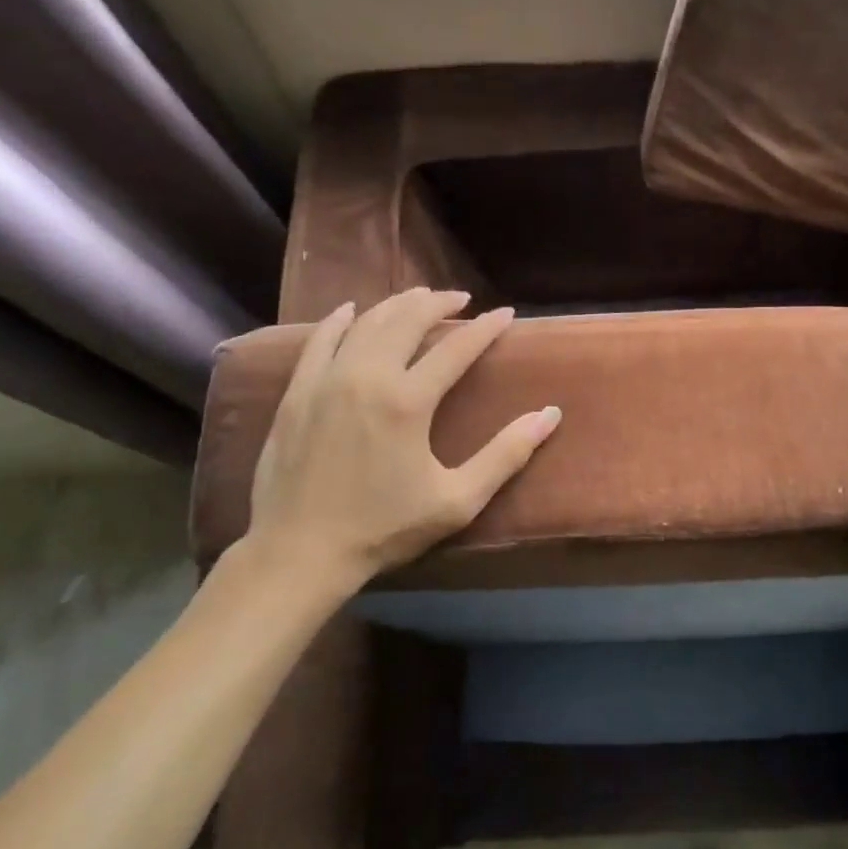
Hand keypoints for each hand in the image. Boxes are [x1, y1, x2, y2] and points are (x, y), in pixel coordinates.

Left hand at [243, 288, 560, 594]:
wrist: (299, 551)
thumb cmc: (384, 528)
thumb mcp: (457, 500)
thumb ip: (506, 455)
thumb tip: (550, 414)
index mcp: (408, 401)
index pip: (456, 348)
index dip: (485, 328)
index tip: (505, 313)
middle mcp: (367, 376)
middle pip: (407, 321)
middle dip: (438, 303)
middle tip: (460, 298)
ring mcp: (326, 380)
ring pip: (366, 324)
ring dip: (396, 305)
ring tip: (418, 297)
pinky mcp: (297, 392)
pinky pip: (319, 341)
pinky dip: (338, 320)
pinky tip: (351, 310)